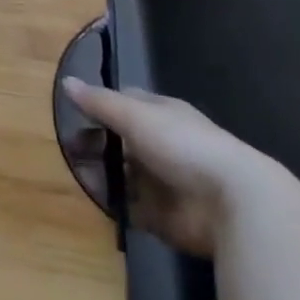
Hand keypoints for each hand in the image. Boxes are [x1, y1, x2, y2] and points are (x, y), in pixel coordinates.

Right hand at [62, 78, 289, 256]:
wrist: (233, 204)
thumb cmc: (182, 145)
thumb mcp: (135, 115)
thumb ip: (99, 102)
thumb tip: (66, 82)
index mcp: (160, 115)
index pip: (124, 104)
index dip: (99, 107)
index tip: (72, 115)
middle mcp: (161, 146)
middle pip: (120, 143)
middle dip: (95, 146)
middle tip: (66, 152)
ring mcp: (163, 183)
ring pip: (123, 176)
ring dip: (101, 176)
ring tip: (75, 177)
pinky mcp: (164, 218)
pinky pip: (131, 209)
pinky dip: (115, 206)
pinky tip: (95, 202)